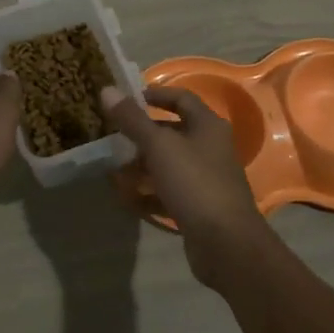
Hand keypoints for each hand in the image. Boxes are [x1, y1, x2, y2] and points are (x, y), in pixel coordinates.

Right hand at [102, 85, 272, 287]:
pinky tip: (128, 201)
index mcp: (208, 125)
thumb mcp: (159, 146)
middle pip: (173, 133)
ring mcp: (206, 179)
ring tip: (115, 173)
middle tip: (114, 139)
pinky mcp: (200, 206)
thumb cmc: (194, 183)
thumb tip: (108, 89)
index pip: (181, 98)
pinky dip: (150, 194)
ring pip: (169, 165)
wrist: (226, 243)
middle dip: (142, 136)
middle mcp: (210, 148)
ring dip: (142, 167)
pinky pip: (170, 193)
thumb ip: (132, 119)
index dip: (156, 95)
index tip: (128, 99)